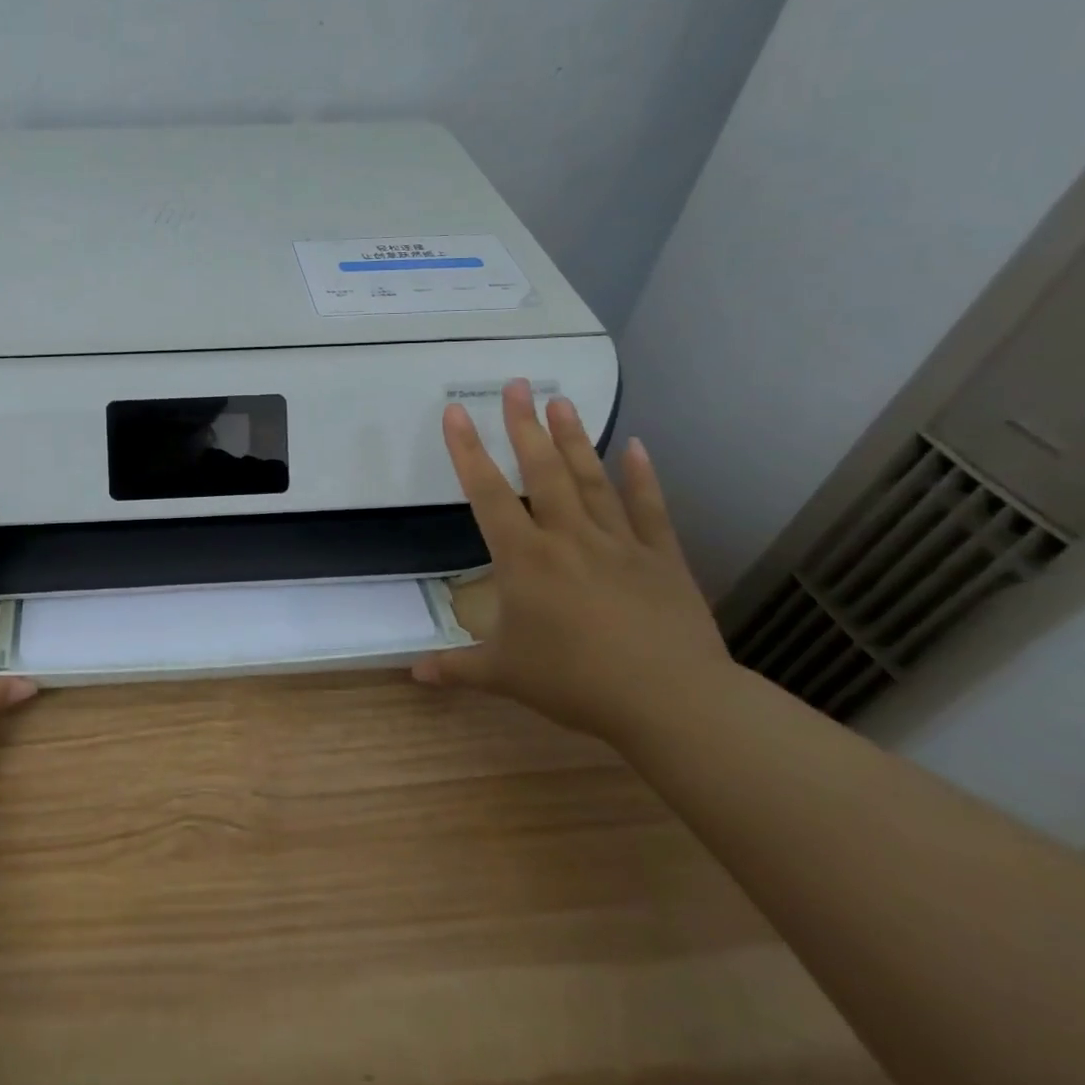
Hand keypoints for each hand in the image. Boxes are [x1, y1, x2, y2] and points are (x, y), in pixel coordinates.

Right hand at [414, 380, 732, 744]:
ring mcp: (619, 543)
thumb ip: (458, 668)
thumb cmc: (576, 682)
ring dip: (574, 438)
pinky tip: (637, 445)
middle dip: (525, 425)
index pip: (487, 494)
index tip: (456, 411)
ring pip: (591, 479)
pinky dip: (643, 476)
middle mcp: (568, 538)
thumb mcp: (505, 676)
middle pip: (543, 471)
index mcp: (525, 560)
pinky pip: (650, 509)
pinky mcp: (661, 558)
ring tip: (562, 399)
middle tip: (517, 383)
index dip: (467, 451)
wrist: (671, 702)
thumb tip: (413, 674)